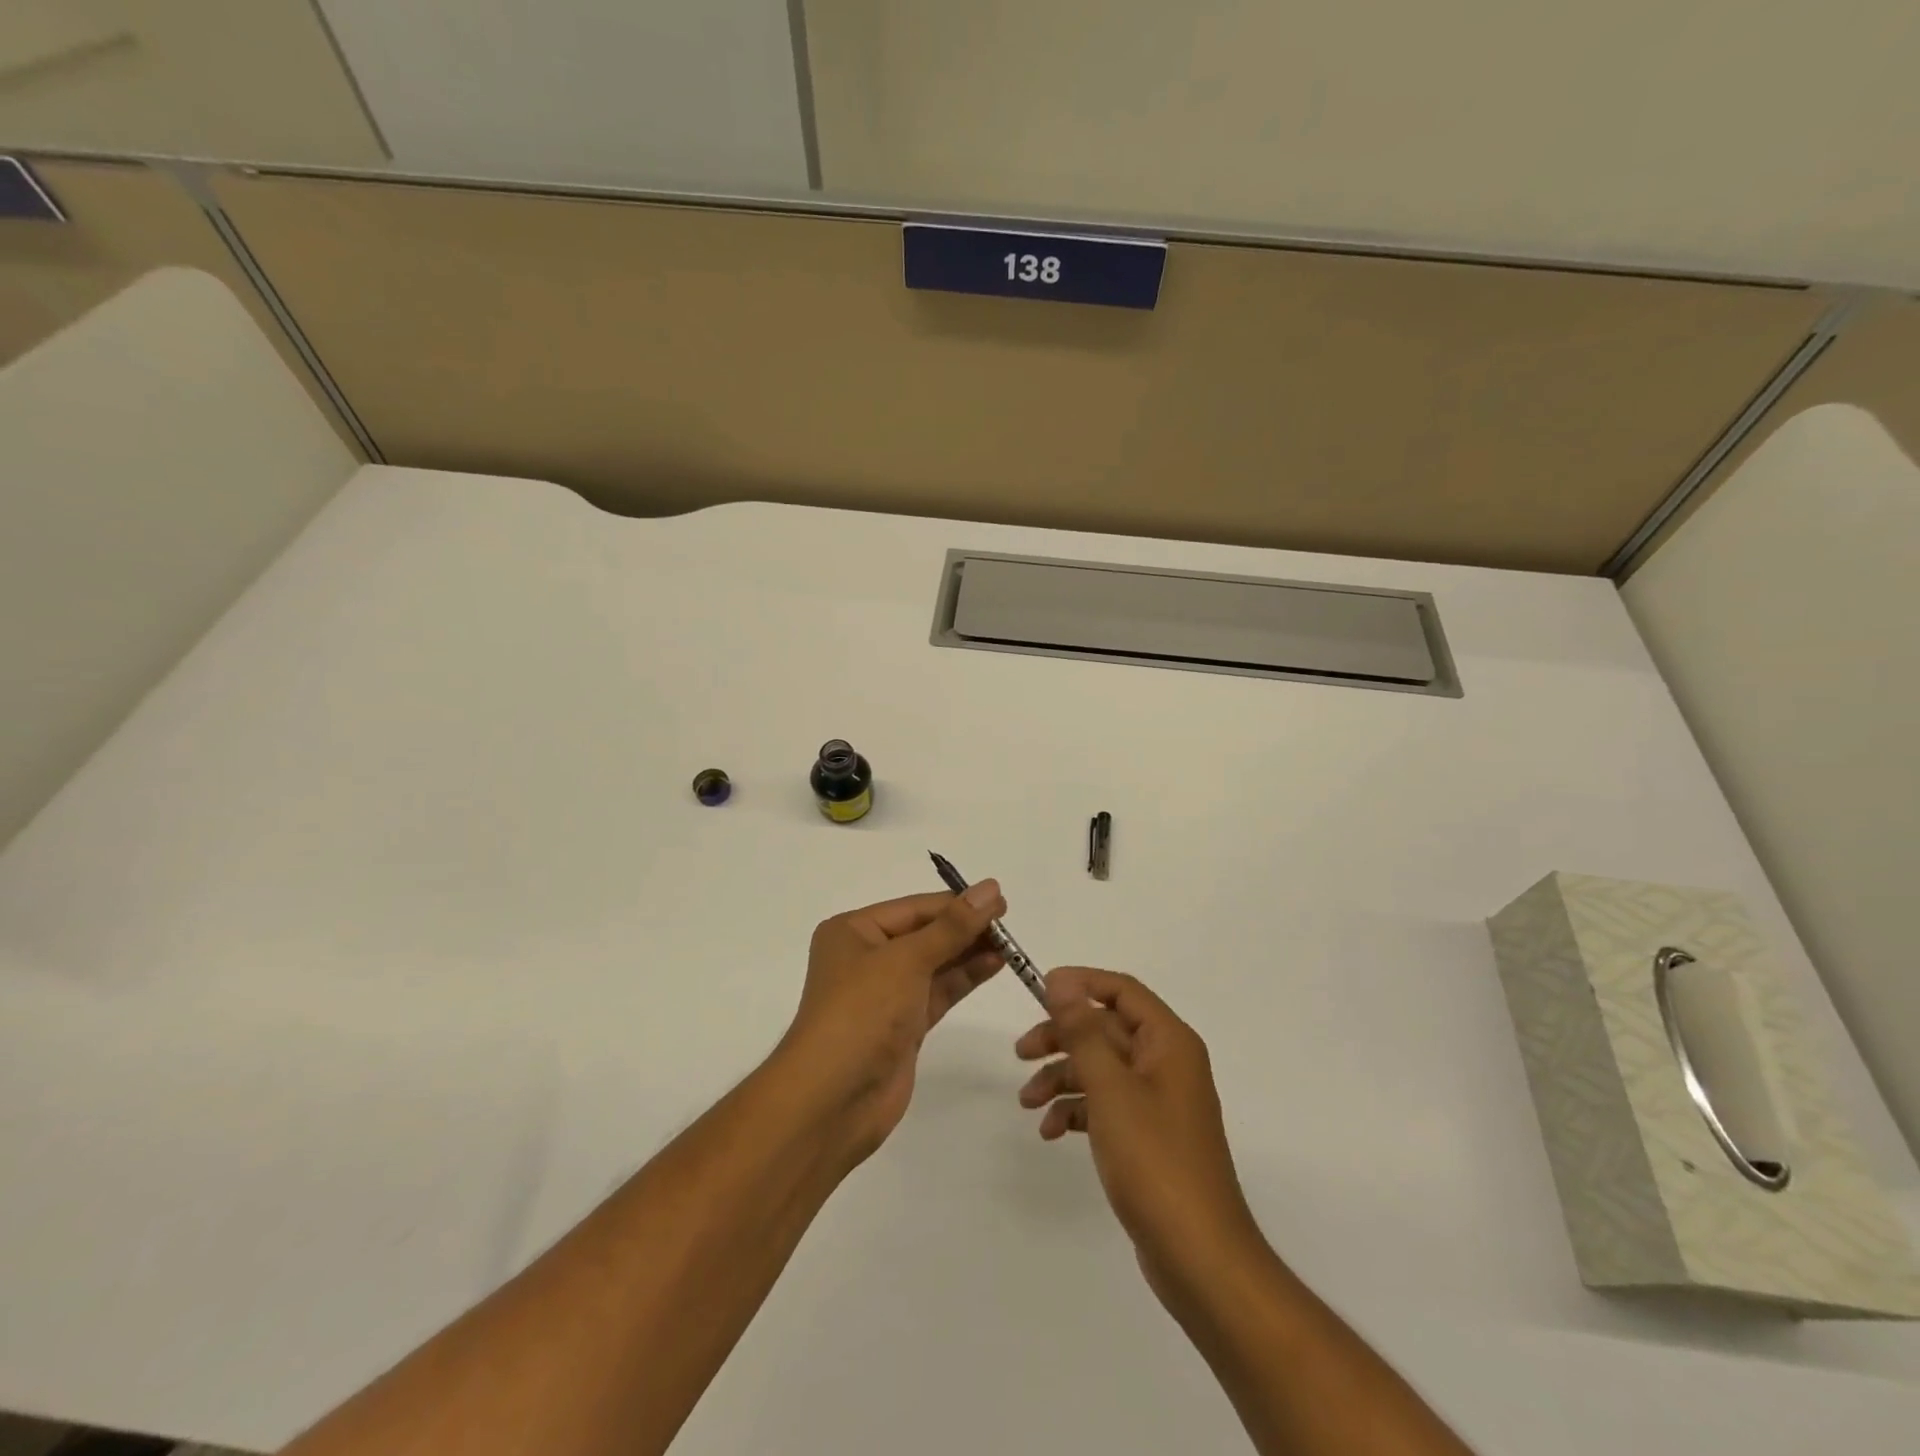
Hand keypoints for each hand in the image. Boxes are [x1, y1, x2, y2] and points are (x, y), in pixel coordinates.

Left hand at [779, 883, 1006, 1162]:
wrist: (833, 1100)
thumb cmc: (862, 1013)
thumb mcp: (907, 960)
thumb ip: (953, 927)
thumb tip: (990, 888)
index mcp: (853, 931)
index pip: (914, 908)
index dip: (957, 903)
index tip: (999, 899)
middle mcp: (867, 957)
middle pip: (925, 933)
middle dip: (965, 928)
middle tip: (1009, 922)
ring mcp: (885, 994)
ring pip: (935, 963)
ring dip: (969, 952)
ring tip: (1010, 944)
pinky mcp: (903, 1025)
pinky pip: (938, 991)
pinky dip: (964, 978)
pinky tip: (994, 965)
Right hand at [1016, 967, 1260, 1295]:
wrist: (1199, 1256)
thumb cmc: (1155, 1160)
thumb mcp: (1110, 1088)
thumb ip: (1083, 1031)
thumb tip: (1061, 980)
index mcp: (1169, 1042)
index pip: (1122, 991)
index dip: (1080, 983)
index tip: (1038, 989)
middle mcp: (1167, 1063)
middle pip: (1106, 1030)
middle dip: (1062, 1038)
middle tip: (1020, 1053)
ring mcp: (1158, 1101)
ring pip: (1101, 1069)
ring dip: (1063, 1078)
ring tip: (1027, 1103)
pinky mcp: (1148, 1135)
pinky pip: (1107, 1105)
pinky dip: (1078, 1110)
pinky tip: (1052, 1132)